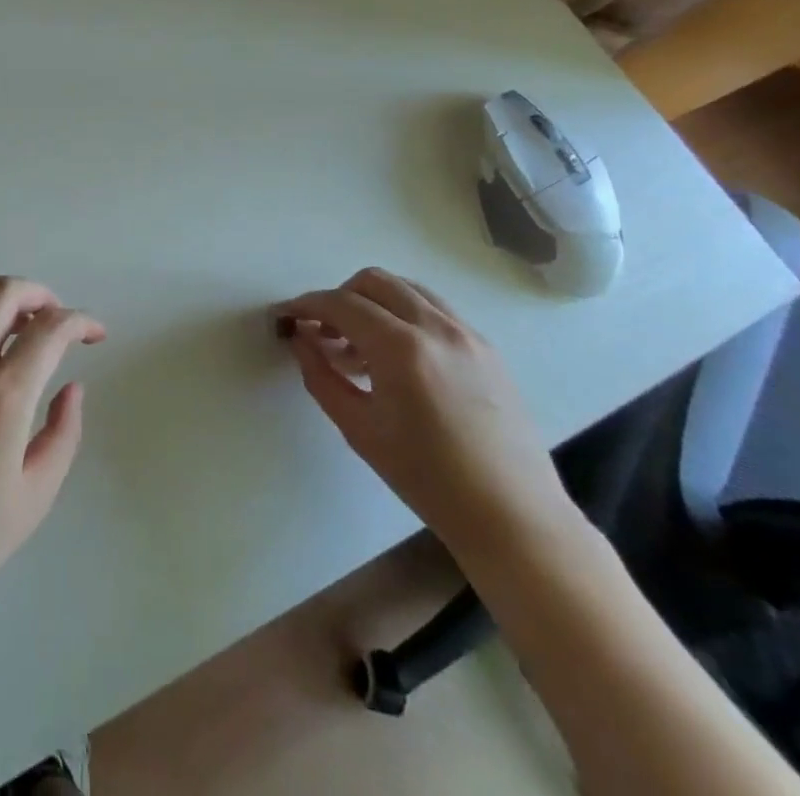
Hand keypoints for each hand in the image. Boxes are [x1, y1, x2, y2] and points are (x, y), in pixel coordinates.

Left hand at [0, 278, 105, 610]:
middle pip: (3, 292)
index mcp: (3, 398)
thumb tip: (73, 386)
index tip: (93, 334)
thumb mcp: (35, 496)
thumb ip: (63, 433)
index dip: (80, 321)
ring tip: (10, 326)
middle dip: (38, 294)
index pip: (50, 330)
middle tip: (52, 317)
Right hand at [280, 268, 577, 559]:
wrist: (513, 517)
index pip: (341, 304)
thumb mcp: (359, 429)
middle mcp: (436, 327)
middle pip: (374, 282)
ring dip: (373, 303)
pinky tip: (397, 358)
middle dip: (339, 297)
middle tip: (323, 332)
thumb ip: (321, 376)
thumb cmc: (428, 479)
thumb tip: (301, 340)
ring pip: (407, 289)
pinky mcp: (487, 348)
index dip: (306, 305)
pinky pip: (434, 310)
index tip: (286, 316)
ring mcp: (467, 334)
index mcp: (401, 348)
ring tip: (359, 345)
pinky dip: (404, 316)